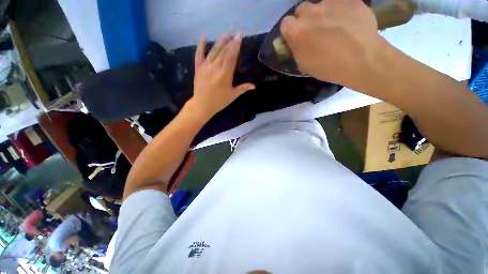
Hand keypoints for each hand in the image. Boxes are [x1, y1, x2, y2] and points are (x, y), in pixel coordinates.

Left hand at [190, 33, 254, 117]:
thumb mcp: (233, 95)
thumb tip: (254, 86)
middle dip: (230, 41)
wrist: (202, 105)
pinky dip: (201, 45)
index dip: (236, 45)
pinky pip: (199, 54)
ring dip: (220, 41)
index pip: (231, 56)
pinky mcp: (198, 68)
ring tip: (226, 34)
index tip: (239, 37)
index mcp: (225, 73)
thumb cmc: (219, 101)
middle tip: (235, 33)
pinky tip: (204, 36)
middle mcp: (216, 67)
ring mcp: (206, 66)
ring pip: (213, 50)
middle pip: (223, 51)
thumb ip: (243, 88)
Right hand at [280, 0, 382, 85]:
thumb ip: (296, 50)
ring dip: (322, 13)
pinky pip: (339, 2)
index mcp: (296, 32)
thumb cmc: (328, 67)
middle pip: (301, 10)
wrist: (362, 59)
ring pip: (320, 4)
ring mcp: (329, 2)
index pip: (285, 24)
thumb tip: (294, 43)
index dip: (290, 31)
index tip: (296, 38)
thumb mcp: (304, 65)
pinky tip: (347, 21)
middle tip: (315, 31)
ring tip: (333, 25)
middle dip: (305, 20)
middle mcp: (309, 12)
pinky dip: (340, 9)